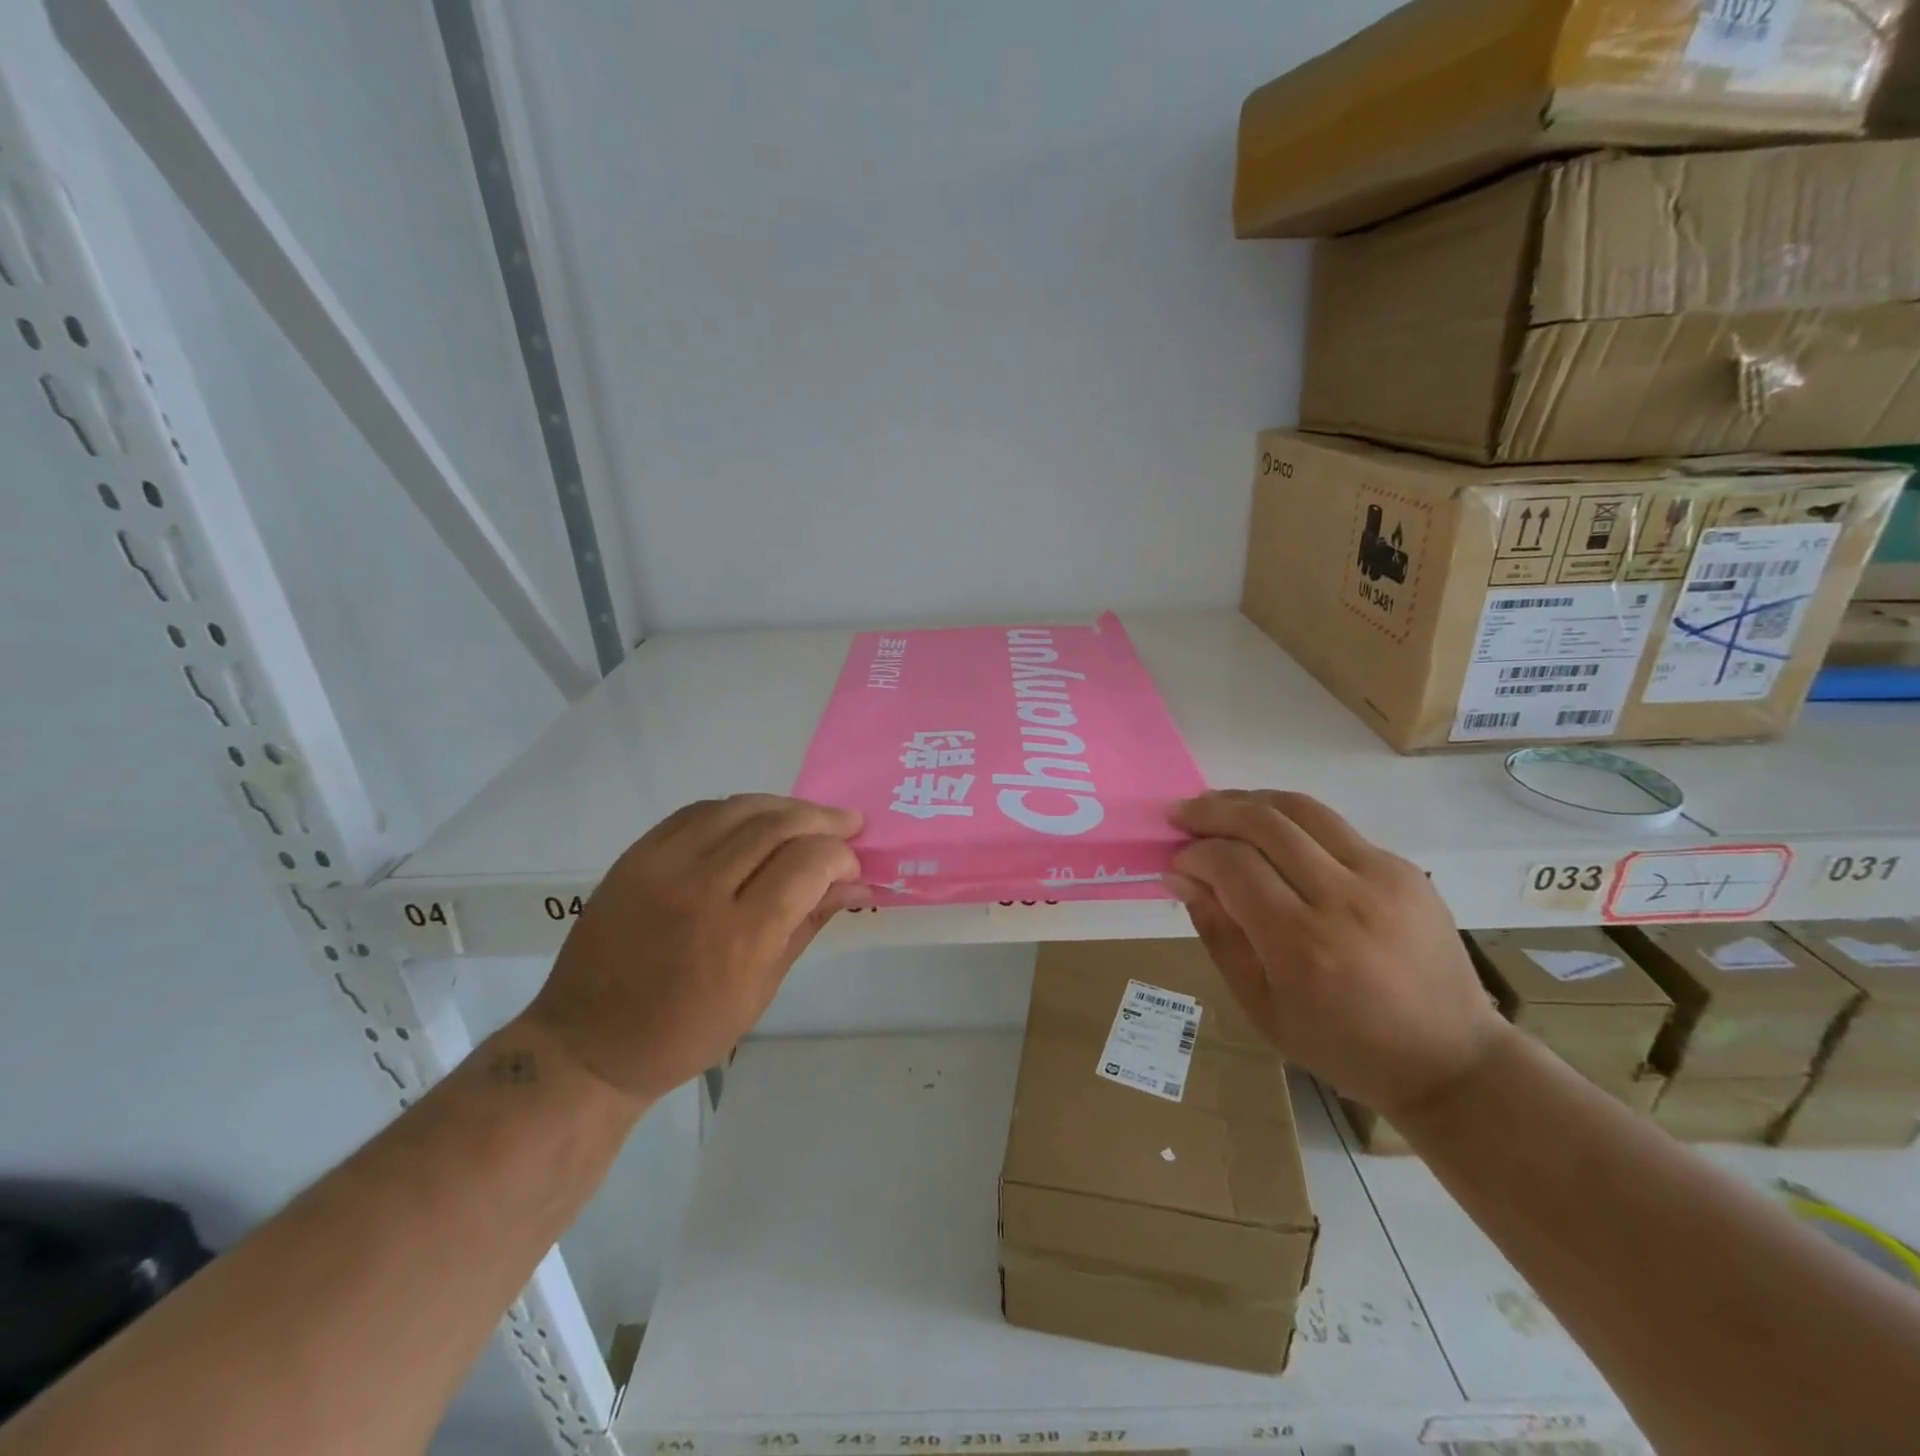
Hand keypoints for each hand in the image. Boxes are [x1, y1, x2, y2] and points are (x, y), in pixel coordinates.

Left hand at [524, 795, 866, 1102]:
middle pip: (778, 825)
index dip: (841, 856)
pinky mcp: (638, 855)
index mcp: (742, 936)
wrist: (591, 1041)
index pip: (809, 863)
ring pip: (740, 807)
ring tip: (808, 816)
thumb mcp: (762, 988)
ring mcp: (664, 865)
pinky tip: (756, 819)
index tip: (852, 865)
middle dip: (823, 820)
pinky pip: (698, 811)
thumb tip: (856, 884)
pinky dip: (737, 809)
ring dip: (784, 806)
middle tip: (848, 824)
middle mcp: (703, 889)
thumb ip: (809, 922)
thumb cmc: (687, 1031)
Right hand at [1169, 790, 1508, 1117]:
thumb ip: (1218, 933)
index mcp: (1303, 943)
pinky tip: (1272, 835)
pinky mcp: (1404, 869)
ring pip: (1302, 809)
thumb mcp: (1262, 1006)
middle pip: (1265, 823)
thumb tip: (1181, 876)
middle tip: (1182, 815)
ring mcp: (1382, 877)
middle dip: (1213, 811)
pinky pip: (1334, 827)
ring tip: (1219, 806)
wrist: (1450, 1060)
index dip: (1195, 854)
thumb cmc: (1343, 1046)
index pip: (1233, 865)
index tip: (1177, 861)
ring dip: (1250, 800)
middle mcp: (1343, 898)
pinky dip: (1291, 821)